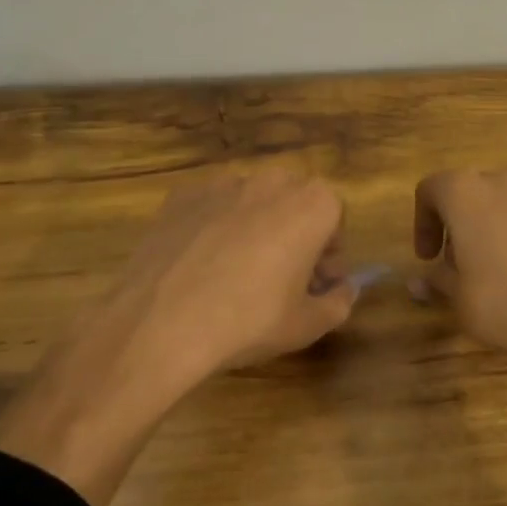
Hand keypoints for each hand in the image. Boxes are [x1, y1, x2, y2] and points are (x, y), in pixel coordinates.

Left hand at [96, 165, 357, 383]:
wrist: (161, 322)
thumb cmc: (250, 321)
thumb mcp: (308, 324)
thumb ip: (339, 302)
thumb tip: (344, 290)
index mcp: (312, 204)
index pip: (334, 218)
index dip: (329, 253)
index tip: (317, 283)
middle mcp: (271, 181)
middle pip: (294, 203)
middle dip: (295, 234)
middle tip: (282, 279)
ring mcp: (222, 183)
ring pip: (251, 203)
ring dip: (256, 228)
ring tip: (236, 273)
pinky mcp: (182, 195)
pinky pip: (212, 208)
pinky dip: (215, 228)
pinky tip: (201, 266)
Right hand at [413, 167, 506, 389]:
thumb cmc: (506, 305)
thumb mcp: (459, 299)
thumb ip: (437, 280)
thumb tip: (418, 281)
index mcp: (467, 193)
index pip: (431, 189)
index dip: (422, 222)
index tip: (427, 257)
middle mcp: (504, 182)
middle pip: (470, 191)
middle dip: (459, 222)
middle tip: (458, 263)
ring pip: (506, 201)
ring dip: (493, 225)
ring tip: (497, 268)